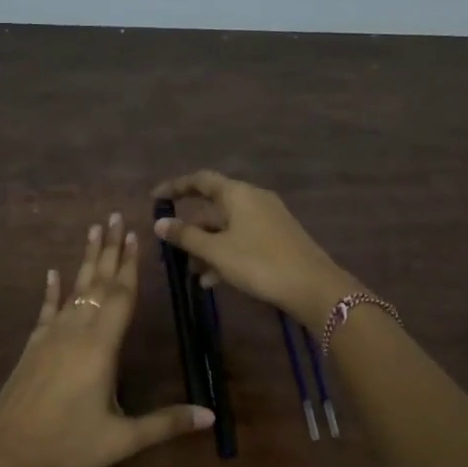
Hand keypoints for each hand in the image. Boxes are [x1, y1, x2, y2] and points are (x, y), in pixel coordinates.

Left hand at [0, 213, 214, 466]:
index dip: (130, 265)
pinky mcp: (31, 348)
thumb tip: (212, 415)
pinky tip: (52, 273)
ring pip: (72, 289)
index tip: (135, 234)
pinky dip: (51, 290)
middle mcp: (74, 332)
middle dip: (109, 250)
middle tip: (114, 216)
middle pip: (96, 283)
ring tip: (92, 231)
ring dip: (85, 260)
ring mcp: (48, 338)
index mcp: (99, 347)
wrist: (4, 456)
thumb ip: (166, 423)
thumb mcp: (122, 440)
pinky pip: (45, 310)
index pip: (120, 296)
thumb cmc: (67, 447)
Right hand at [150, 170, 357, 325]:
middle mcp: (253, 199)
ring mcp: (267, 219)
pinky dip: (224, 254)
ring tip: (191, 272)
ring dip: (206, 246)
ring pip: (227, 227)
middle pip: (213, 207)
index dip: (175, 187)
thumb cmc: (259, 262)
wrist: (312, 286)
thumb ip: (186, 236)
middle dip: (190, 228)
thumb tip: (159, 223)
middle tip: (170, 248)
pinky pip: (241, 240)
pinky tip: (213, 280)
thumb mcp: (216, 251)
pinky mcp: (276, 239)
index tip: (155, 198)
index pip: (200, 180)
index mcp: (238, 194)